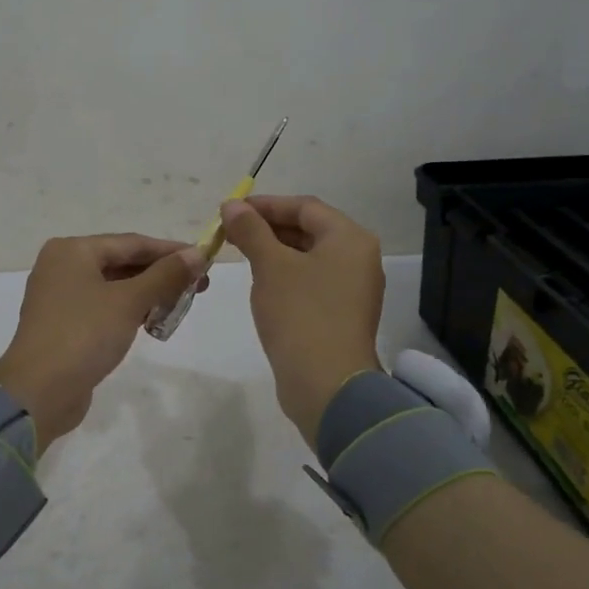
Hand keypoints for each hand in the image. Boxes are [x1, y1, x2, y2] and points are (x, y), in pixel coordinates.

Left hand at [0, 235, 205, 453]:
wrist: (39, 392)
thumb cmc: (83, 335)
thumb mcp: (129, 301)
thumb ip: (165, 275)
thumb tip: (198, 254)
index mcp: (72, 250)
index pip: (131, 242)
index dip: (171, 251)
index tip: (205, 259)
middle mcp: (62, 267)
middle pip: (122, 262)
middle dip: (161, 274)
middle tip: (200, 285)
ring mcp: (61, 297)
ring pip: (114, 286)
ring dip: (148, 293)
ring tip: (182, 303)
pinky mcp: (65, 325)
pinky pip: (104, 307)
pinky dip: (130, 310)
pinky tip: (154, 320)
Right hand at [220, 195, 384, 444]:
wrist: (327, 384)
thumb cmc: (300, 315)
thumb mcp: (270, 266)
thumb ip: (251, 231)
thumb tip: (232, 205)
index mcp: (350, 239)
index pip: (305, 207)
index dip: (265, 204)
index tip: (230, 210)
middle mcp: (359, 259)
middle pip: (309, 230)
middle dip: (268, 227)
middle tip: (230, 232)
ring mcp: (353, 289)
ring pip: (309, 257)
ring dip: (274, 251)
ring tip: (240, 254)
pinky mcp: (341, 315)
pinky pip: (311, 282)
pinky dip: (285, 275)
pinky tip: (261, 283)